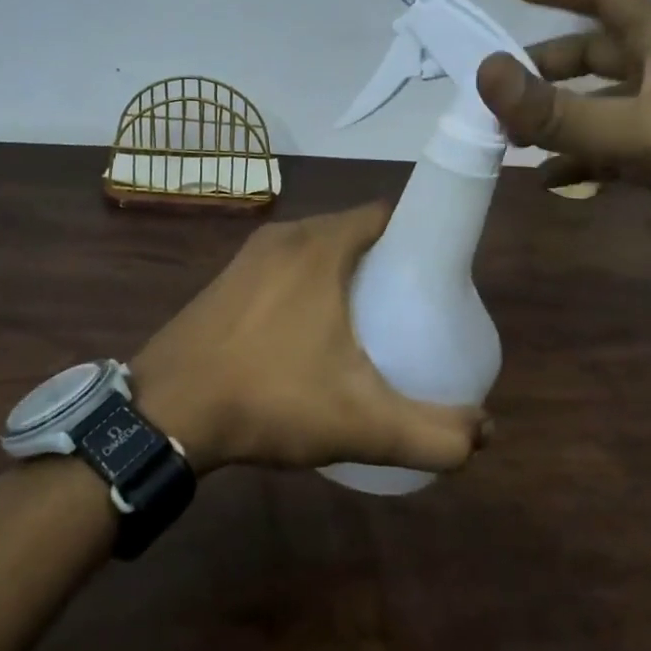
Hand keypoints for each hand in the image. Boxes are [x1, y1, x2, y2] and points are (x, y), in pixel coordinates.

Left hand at [129, 203, 489, 474]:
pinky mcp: (226, 278)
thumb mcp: (361, 423)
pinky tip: (309, 333)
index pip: (387, 215)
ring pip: (316, 249)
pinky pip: (284, 266)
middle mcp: (285, 235)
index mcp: (321, 245)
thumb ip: (432, 433)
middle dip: (386, 261)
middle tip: (409, 309)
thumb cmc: (269, 398)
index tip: (437, 277)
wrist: (165, 413)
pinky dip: (308, 284)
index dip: (418, 237)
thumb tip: (485, 434)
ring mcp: (249, 255)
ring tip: (366, 324)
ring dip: (345, 273)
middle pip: (354, 232)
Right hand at [474, 0, 650, 300]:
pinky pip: (618, 147)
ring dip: (560, 117)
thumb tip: (484, 74)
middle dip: (547, 67)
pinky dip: (584, 158)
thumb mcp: (637, 130)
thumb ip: (556, 110)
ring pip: (603, 104)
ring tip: (513, 140)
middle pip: (596, 54)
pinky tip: (554, 181)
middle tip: (502, 89)